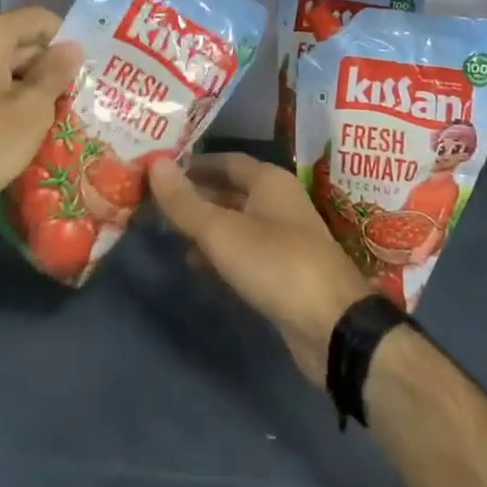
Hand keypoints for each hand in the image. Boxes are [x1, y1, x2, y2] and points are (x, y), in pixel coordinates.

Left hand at [0, 8, 82, 245]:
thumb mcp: (32, 110)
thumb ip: (55, 73)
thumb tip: (72, 48)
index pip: (39, 20)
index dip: (67, 40)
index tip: (90, 69)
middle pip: (19, 43)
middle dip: (50, 68)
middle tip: (82, 97)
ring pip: (2, 69)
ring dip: (30, 88)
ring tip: (61, 116)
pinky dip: (6, 102)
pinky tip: (25, 130)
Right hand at [150, 153, 372, 380]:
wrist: (332, 325)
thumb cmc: (275, 263)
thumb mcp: (221, 231)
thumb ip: (185, 201)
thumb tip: (154, 163)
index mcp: (269, 181)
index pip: (225, 161)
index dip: (193, 164)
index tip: (159, 170)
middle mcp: (278, 202)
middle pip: (230, 191)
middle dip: (195, 197)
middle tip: (153, 203)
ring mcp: (283, 238)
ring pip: (235, 223)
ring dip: (204, 228)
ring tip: (167, 234)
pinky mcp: (282, 272)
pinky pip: (244, 252)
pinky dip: (220, 254)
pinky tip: (196, 266)